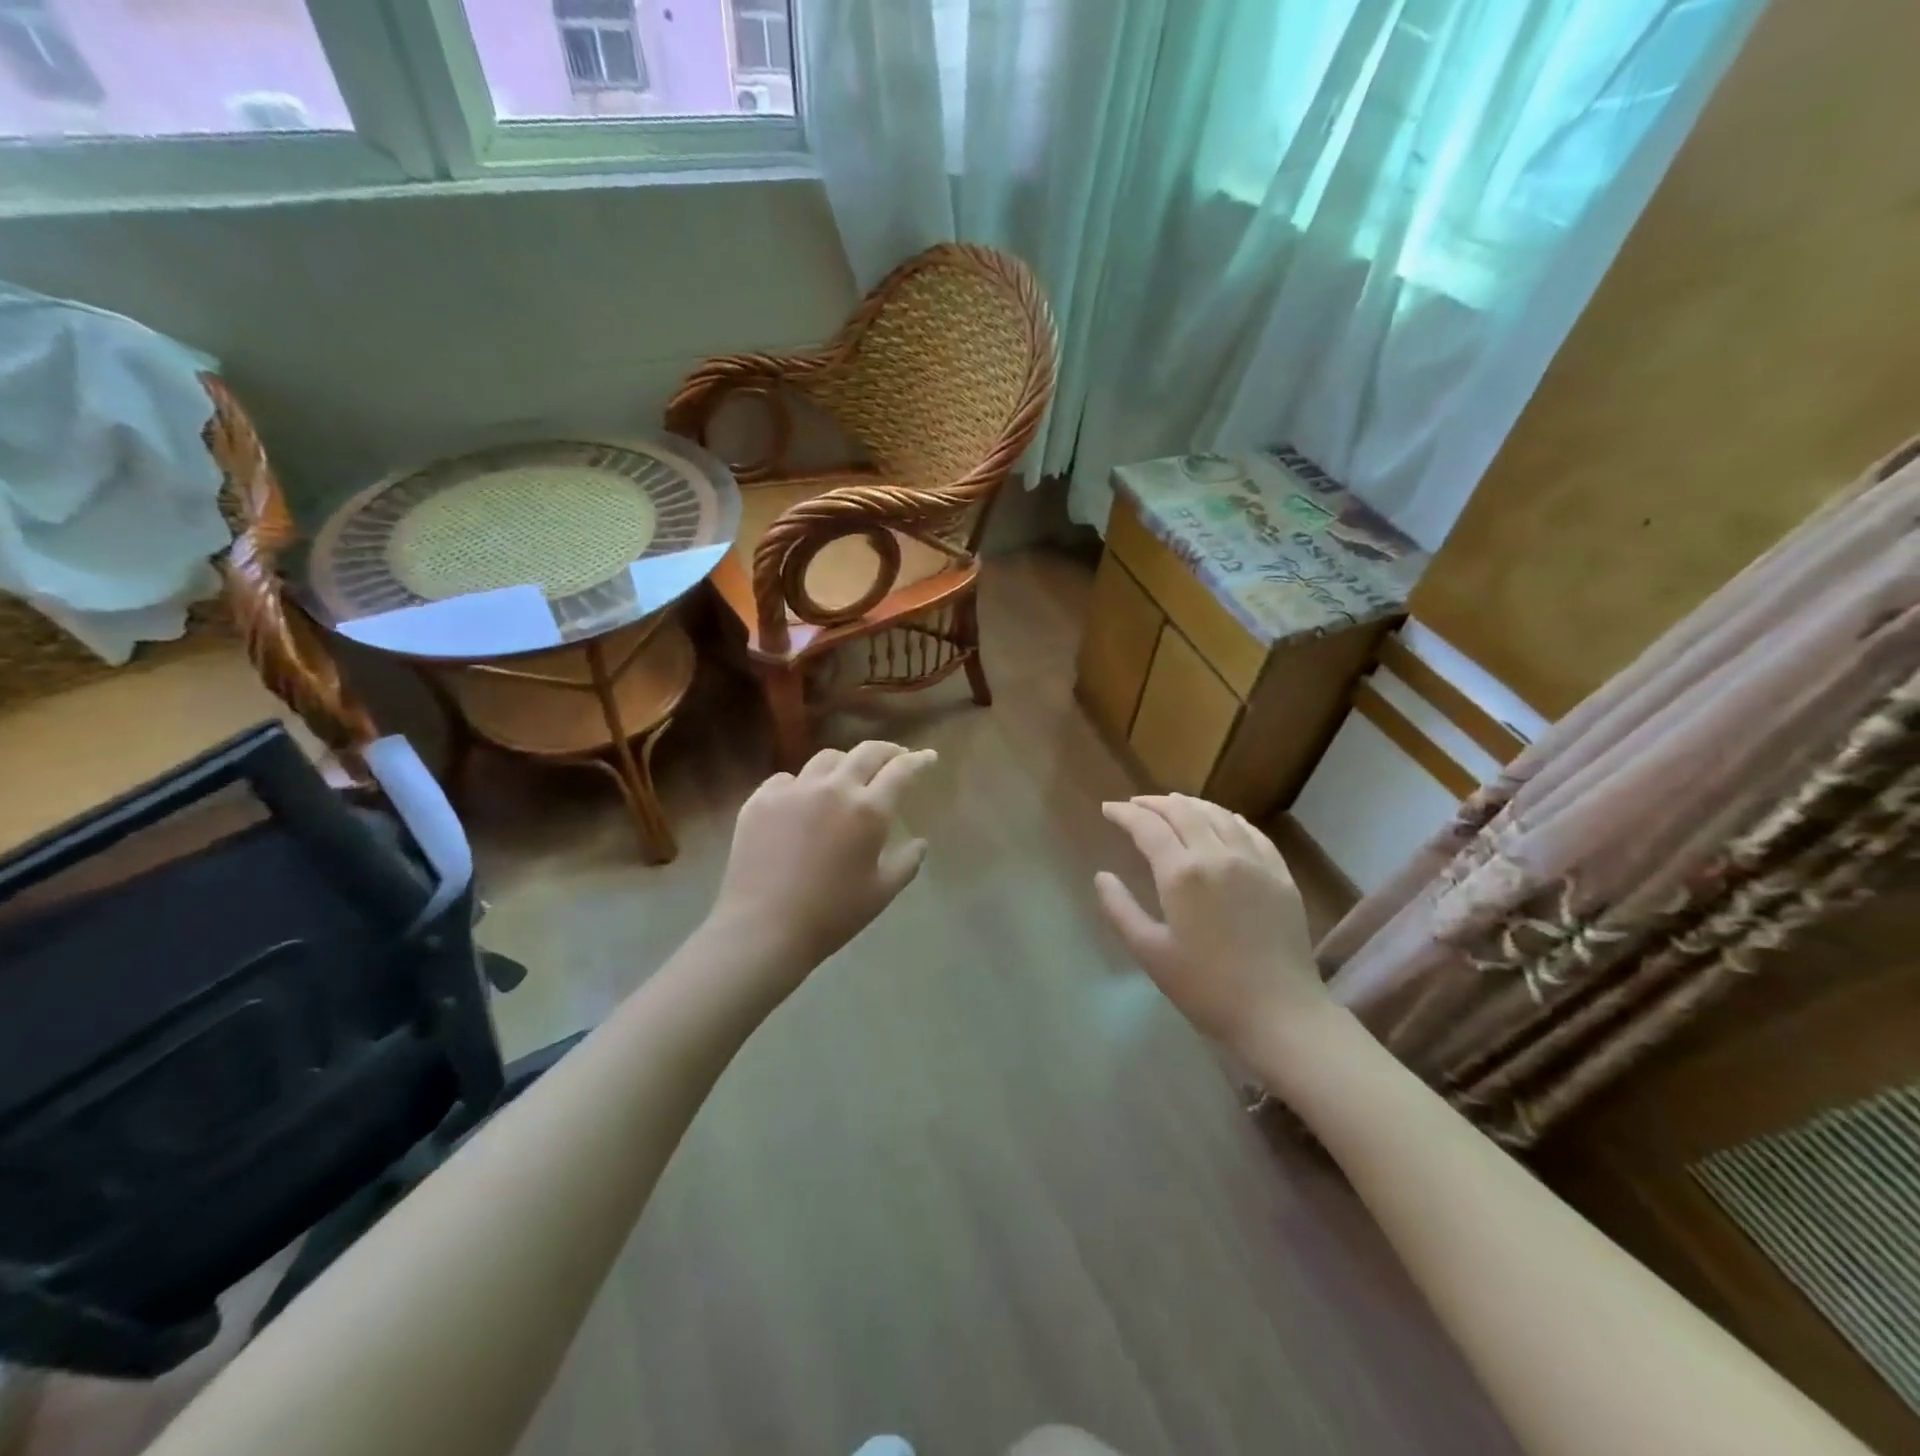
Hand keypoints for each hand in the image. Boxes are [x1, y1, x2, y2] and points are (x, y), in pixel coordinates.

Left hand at [709, 741, 937, 981]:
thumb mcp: (881, 893)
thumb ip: (906, 863)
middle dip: (887, 750)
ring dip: (845, 763)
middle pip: (866, 753)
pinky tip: (802, 800)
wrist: (764, 928)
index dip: (918, 760)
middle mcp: (833, 789)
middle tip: (896, 756)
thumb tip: (920, 843)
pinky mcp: (761, 800)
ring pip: (826, 759)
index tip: (928, 756)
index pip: (901, 770)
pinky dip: (803, 784)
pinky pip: (787, 779)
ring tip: (848, 776)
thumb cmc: (832, 914)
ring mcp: (793, 790)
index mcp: (868, 810)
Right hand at [1096, 794, 1325, 1059]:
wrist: (1279, 1013)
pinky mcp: (1280, 875)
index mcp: (1182, 873)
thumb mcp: (1150, 952)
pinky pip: (1252, 832)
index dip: (1124, 814)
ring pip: (1219, 814)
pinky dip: (1229, 818)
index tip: (1108, 809)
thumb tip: (1102, 876)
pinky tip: (1222, 820)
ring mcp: (1255, 862)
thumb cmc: (1206, 988)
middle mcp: (1218, 855)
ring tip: (1172, 804)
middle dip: (1153, 803)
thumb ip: (1120, 909)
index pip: (1147, 827)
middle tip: (1134, 805)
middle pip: (1182, 811)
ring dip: (1190, 804)